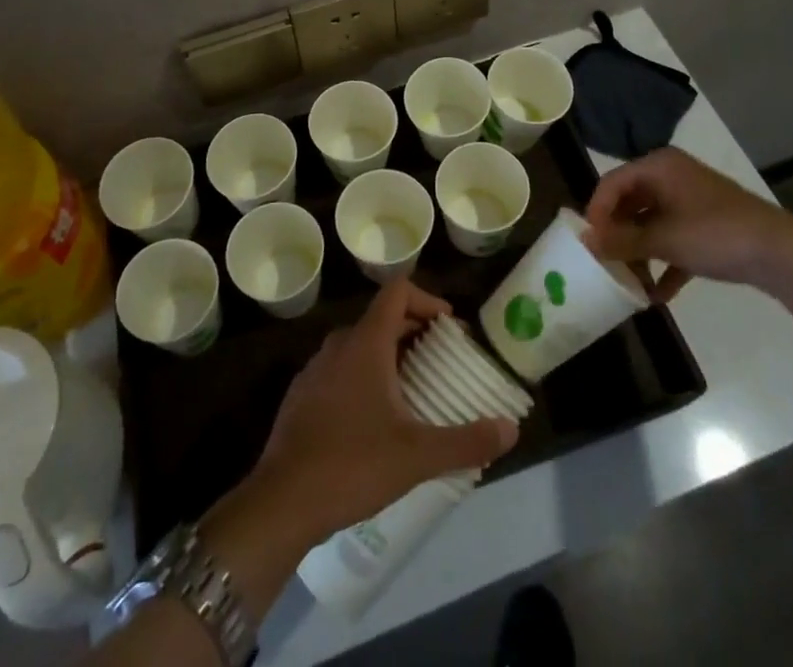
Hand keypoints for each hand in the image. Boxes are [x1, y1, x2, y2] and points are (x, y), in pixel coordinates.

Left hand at [241, 280, 517, 547]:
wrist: (282, 501)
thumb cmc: (352, 464)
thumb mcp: (417, 456)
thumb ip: (466, 440)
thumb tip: (511, 429)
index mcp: (366, 342)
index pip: (398, 291)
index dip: (428, 299)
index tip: (450, 327)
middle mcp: (339, 344)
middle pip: (382, 318)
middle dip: (415, 331)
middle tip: (442, 361)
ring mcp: (316, 368)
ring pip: (360, 344)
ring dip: (389, 355)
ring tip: (415, 390)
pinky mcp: (302, 394)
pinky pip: (341, 369)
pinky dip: (364, 376)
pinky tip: (376, 418)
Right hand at [585, 148, 792, 300]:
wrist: (782, 253)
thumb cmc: (715, 234)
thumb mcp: (663, 239)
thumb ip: (622, 241)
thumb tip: (585, 242)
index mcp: (658, 166)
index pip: (612, 183)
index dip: (596, 212)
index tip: (588, 243)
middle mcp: (671, 176)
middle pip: (631, 203)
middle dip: (618, 235)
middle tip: (605, 263)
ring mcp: (691, 200)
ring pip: (652, 223)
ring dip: (640, 252)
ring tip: (630, 283)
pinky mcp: (708, 225)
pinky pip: (675, 239)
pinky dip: (665, 262)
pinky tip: (658, 295)